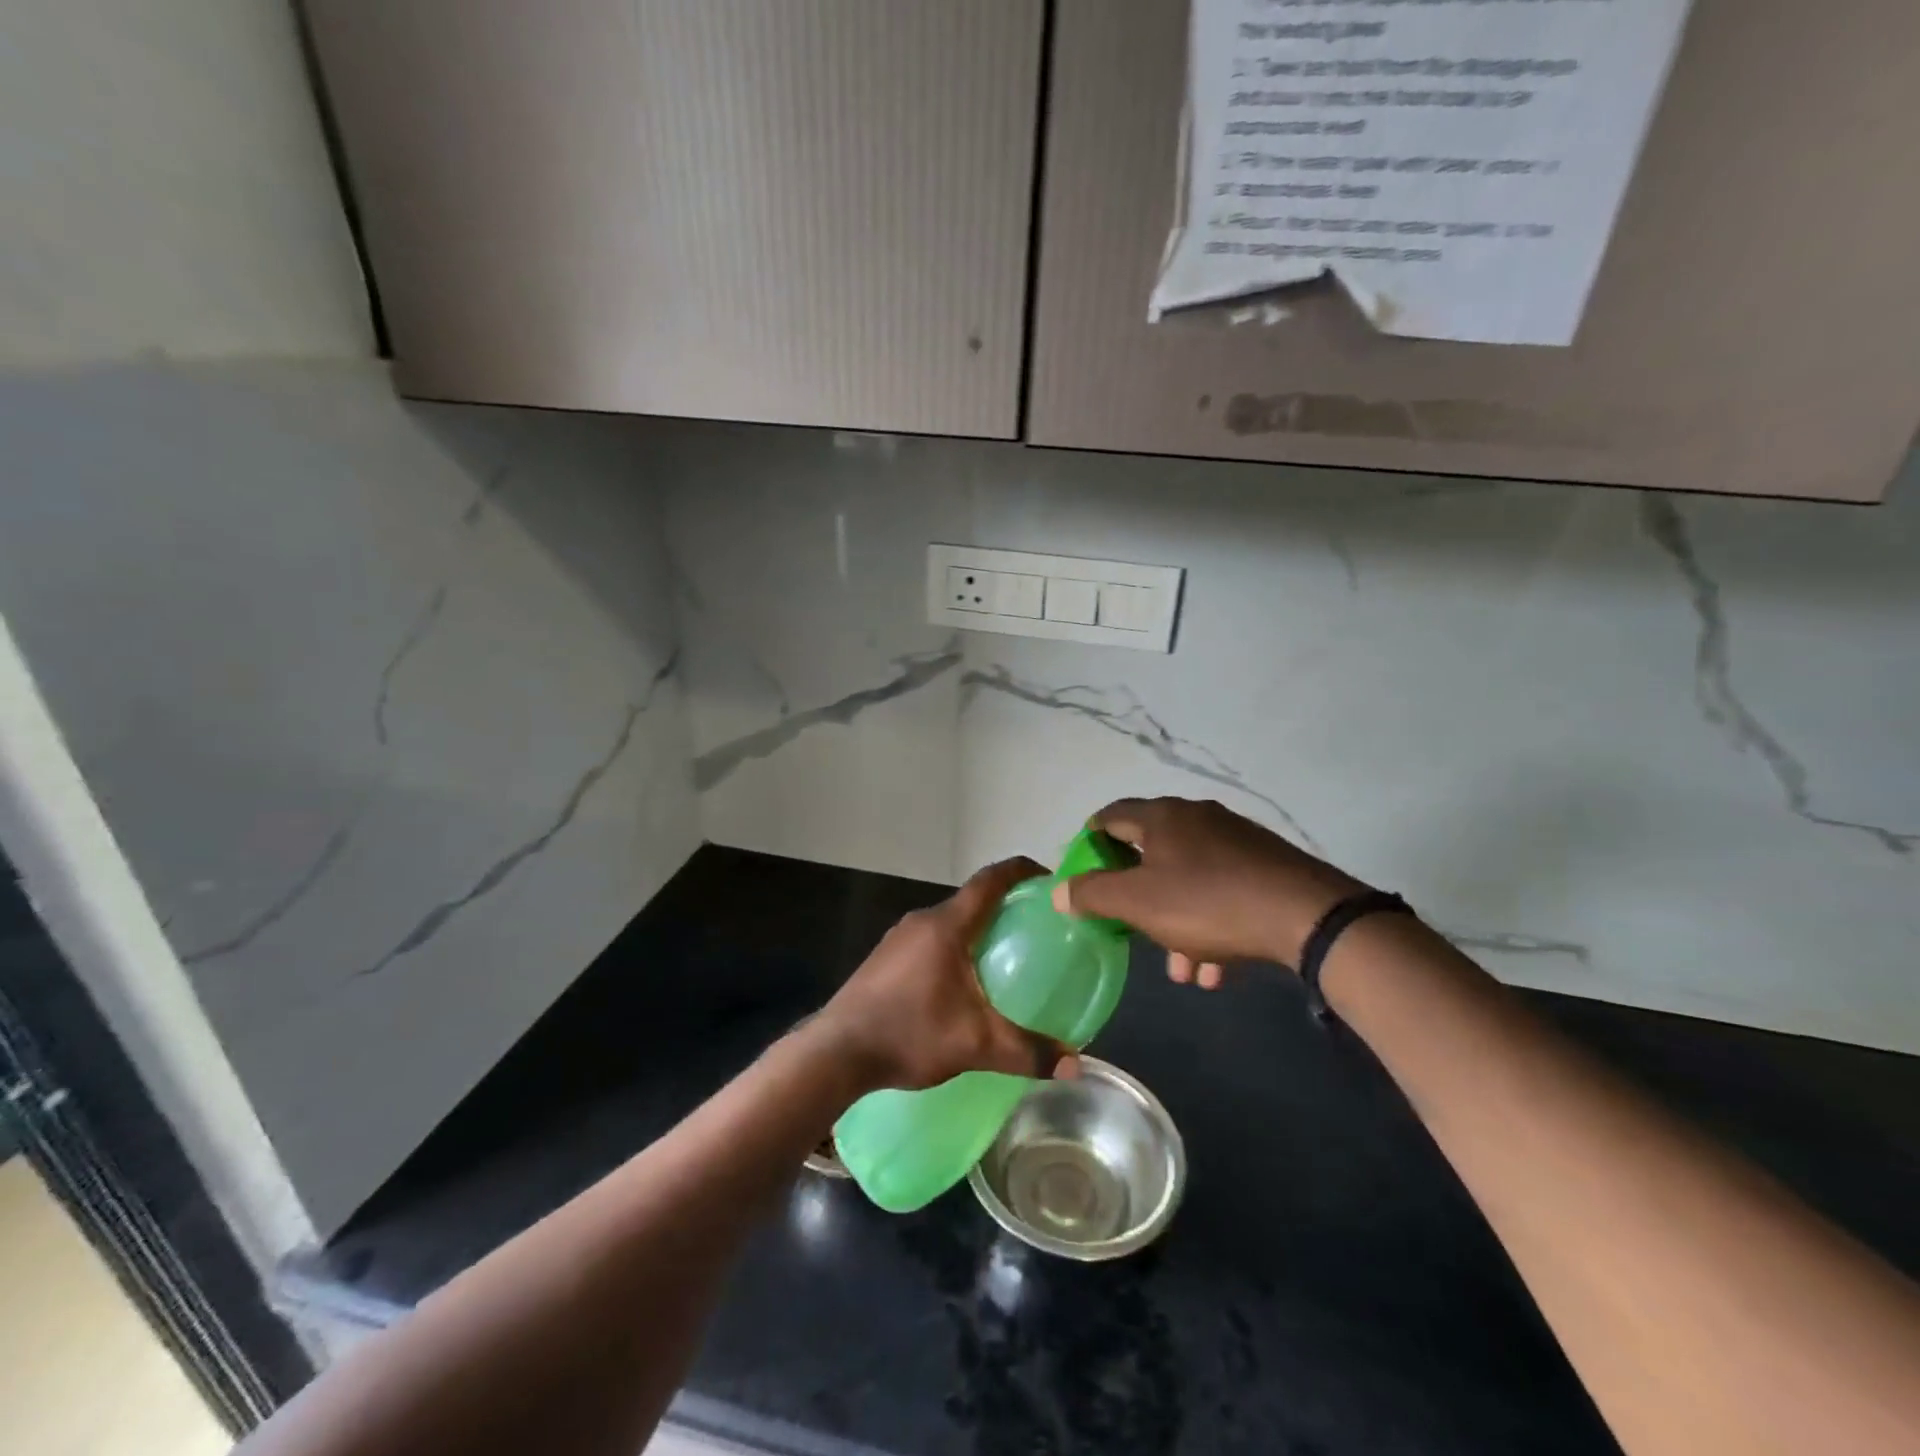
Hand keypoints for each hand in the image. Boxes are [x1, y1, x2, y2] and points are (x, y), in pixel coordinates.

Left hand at [818, 858, 1079, 1091]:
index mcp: (947, 926)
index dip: (1020, 871)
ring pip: (948, 922)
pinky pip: (929, 940)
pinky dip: (953, 947)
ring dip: (976, 929)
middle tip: (1034, 928)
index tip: (1047, 878)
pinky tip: (961, 983)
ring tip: (1003, 956)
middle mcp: (922, 921)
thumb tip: (1074, 1065)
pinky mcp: (884, 957)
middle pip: (971, 900)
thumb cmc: (909, 1033)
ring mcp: (898, 938)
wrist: (837, 1051)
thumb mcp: (975, 1045)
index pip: (990, 880)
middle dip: (1003, 907)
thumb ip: (1026, 1052)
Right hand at [1053, 797, 1365, 988]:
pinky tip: (1215, 967)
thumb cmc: (1207, 901)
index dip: (1090, 843)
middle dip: (1137, 899)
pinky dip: (1210, 925)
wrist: (1306, 914)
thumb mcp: (1138, 902)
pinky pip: (1222, 892)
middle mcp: (1197, 818)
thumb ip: (1093, 894)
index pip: (1110, 816)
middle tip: (1130, 929)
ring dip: (1176, 924)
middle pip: (1150, 854)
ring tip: (1181, 970)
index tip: (1082, 876)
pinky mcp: (1264, 866)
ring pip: (1188, 881)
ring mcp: (1235, 840)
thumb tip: (1059, 891)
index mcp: (1162, 817)